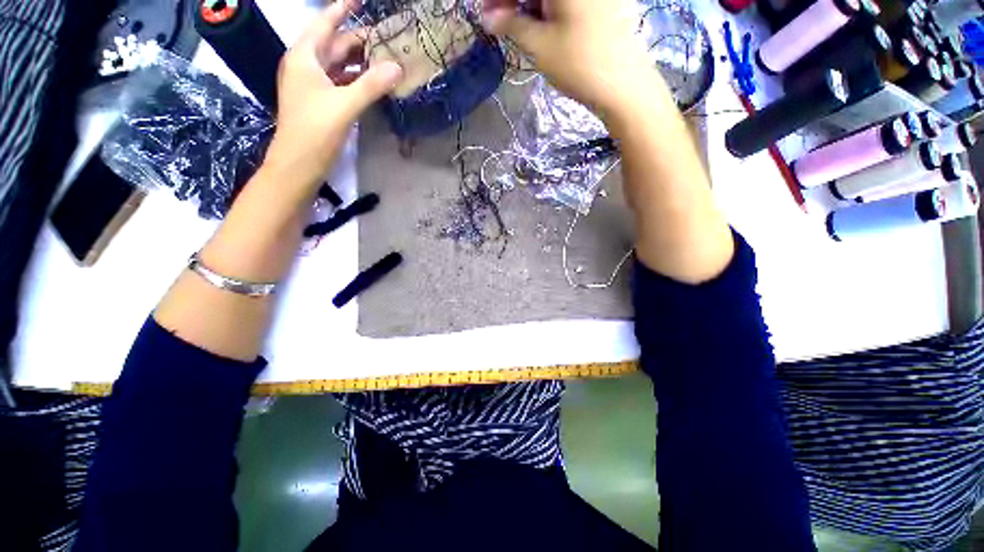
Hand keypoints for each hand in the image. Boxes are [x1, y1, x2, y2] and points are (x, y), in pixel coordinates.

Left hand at [263, 0, 403, 191]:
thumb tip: (397, 67)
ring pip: (338, 64)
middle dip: (358, 38)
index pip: (324, 22)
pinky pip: (341, 82)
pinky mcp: (321, 103)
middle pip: (334, 44)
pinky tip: (372, 82)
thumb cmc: (314, 130)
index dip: (342, 7)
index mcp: (305, 57)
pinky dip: (356, 80)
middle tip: (385, 35)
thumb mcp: (344, 105)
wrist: (298, 164)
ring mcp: (313, 85)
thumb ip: (371, 85)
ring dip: (359, 60)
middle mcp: (307, 66)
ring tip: (384, 56)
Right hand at [482, 0, 664, 121]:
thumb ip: (511, 24)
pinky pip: (566, 1)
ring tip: (518, 29)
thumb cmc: (579, 63)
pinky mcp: (600, 3)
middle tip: (499, 23)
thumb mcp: (539, 45)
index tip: (487, 13)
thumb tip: (488, 16)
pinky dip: (548, 9)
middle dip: (513, 1)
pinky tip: (540, 26)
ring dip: (529, 5)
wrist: (623, 85)